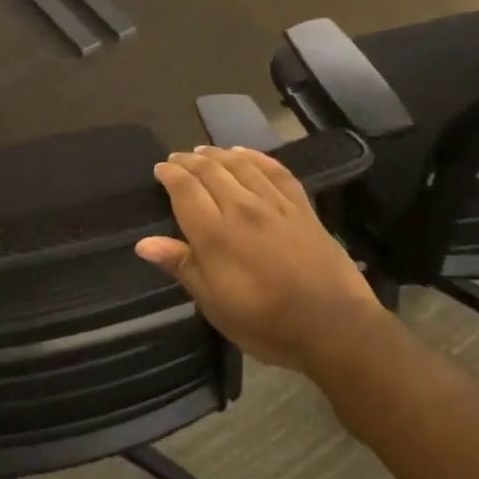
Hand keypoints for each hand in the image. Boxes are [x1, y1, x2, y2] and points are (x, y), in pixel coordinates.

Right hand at [136, 147, 386, 372]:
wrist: (334, 327)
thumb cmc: (266, 322)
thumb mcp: (214, 304)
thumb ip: (181, 265)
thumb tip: (144, 243)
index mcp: (214, 233)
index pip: (185, 190)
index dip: (169, 175)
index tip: (159, 169)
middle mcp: (242, 208)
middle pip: (210, 171)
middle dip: (188, 162)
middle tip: (176, 159)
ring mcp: (275, 205)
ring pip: (240, 165)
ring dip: (218, 154)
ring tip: (204, 151)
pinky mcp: (302, 207)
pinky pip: (276, 171)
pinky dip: (257, 157)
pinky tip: (246, 154)